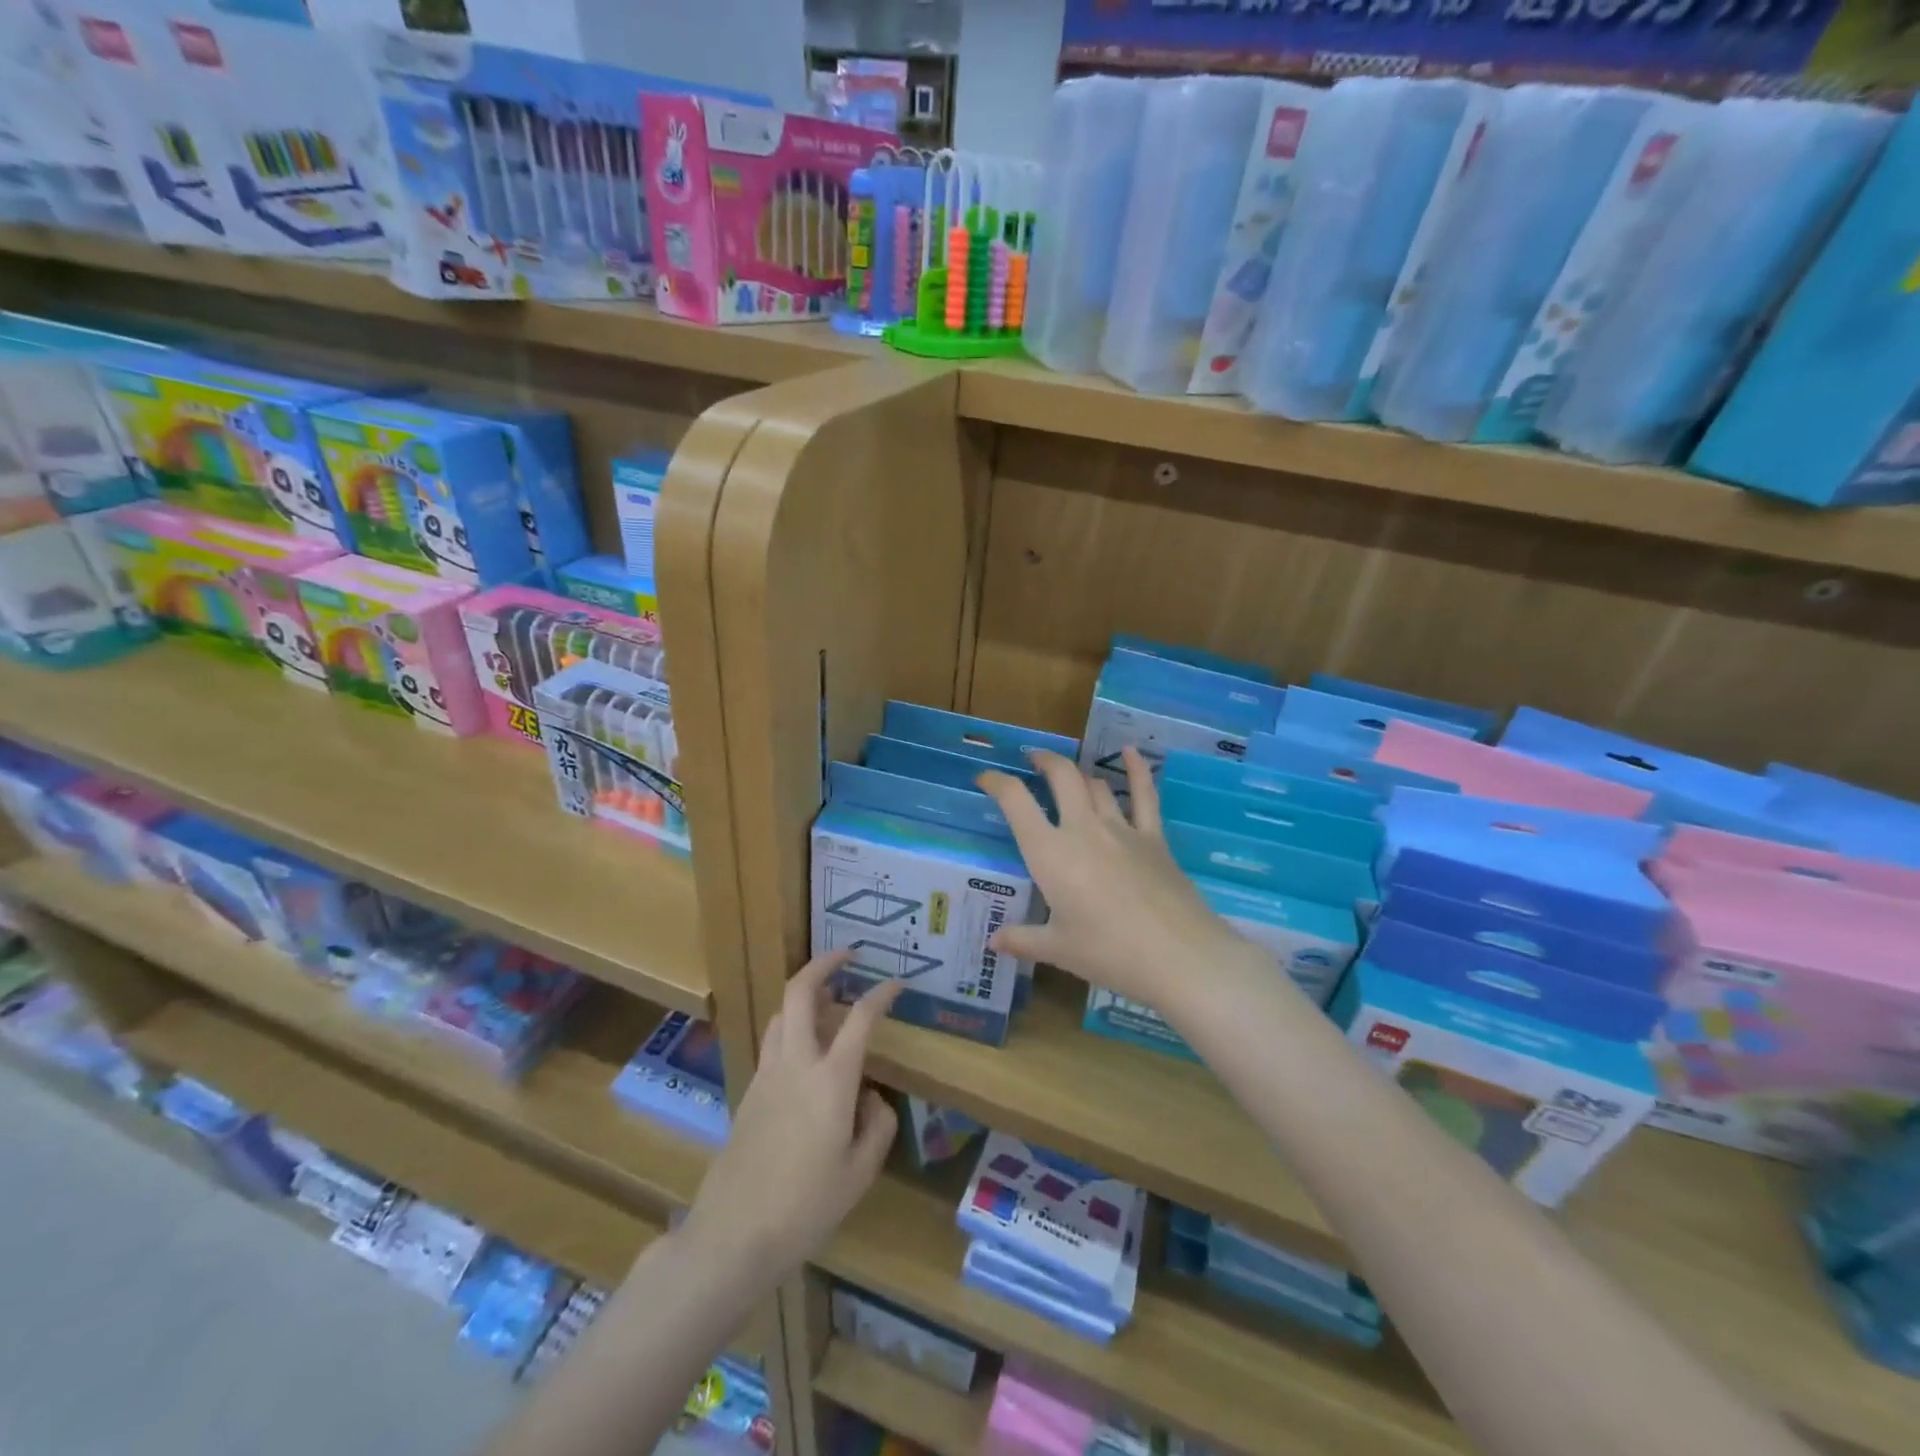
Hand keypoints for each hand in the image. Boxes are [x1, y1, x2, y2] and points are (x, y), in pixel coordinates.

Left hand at [680, 952, 900, 1285]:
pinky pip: (773, 1042)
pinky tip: (806, 1050)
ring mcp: (766, 1075)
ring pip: (781, 1014)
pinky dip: (792, 1027)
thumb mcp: (860, 1174)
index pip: (860, 1018)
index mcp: (830, 1080)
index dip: (881, 994)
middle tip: (846, 955)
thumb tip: (871, 1098)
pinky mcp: (749, 1092)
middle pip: (800, 993)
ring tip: (827, 998)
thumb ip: (877, 1126)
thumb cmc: (806, 1207)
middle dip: (823, 964)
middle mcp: (796, 1064)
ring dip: (804, 995)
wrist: (733, 1236)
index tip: (896, 983)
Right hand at [977, 747, 1265, 1024]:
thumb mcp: (1059, 950)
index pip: (1016, 802)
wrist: (1179, 956)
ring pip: (1096, 785)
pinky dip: (1137, 770)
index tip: (985, 778)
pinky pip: (1145, 796)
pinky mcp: (1154, 838)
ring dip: (1079, 773)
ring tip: (1068, 773)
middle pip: (1061, 777)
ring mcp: (1122, 829)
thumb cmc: (1110, 953)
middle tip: (1032, 759)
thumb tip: (994, 941)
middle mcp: (1082, 830)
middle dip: (1043, 761)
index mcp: (1050, 853)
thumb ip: (1023, 940)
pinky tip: (1132, 751)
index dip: (997, 782)